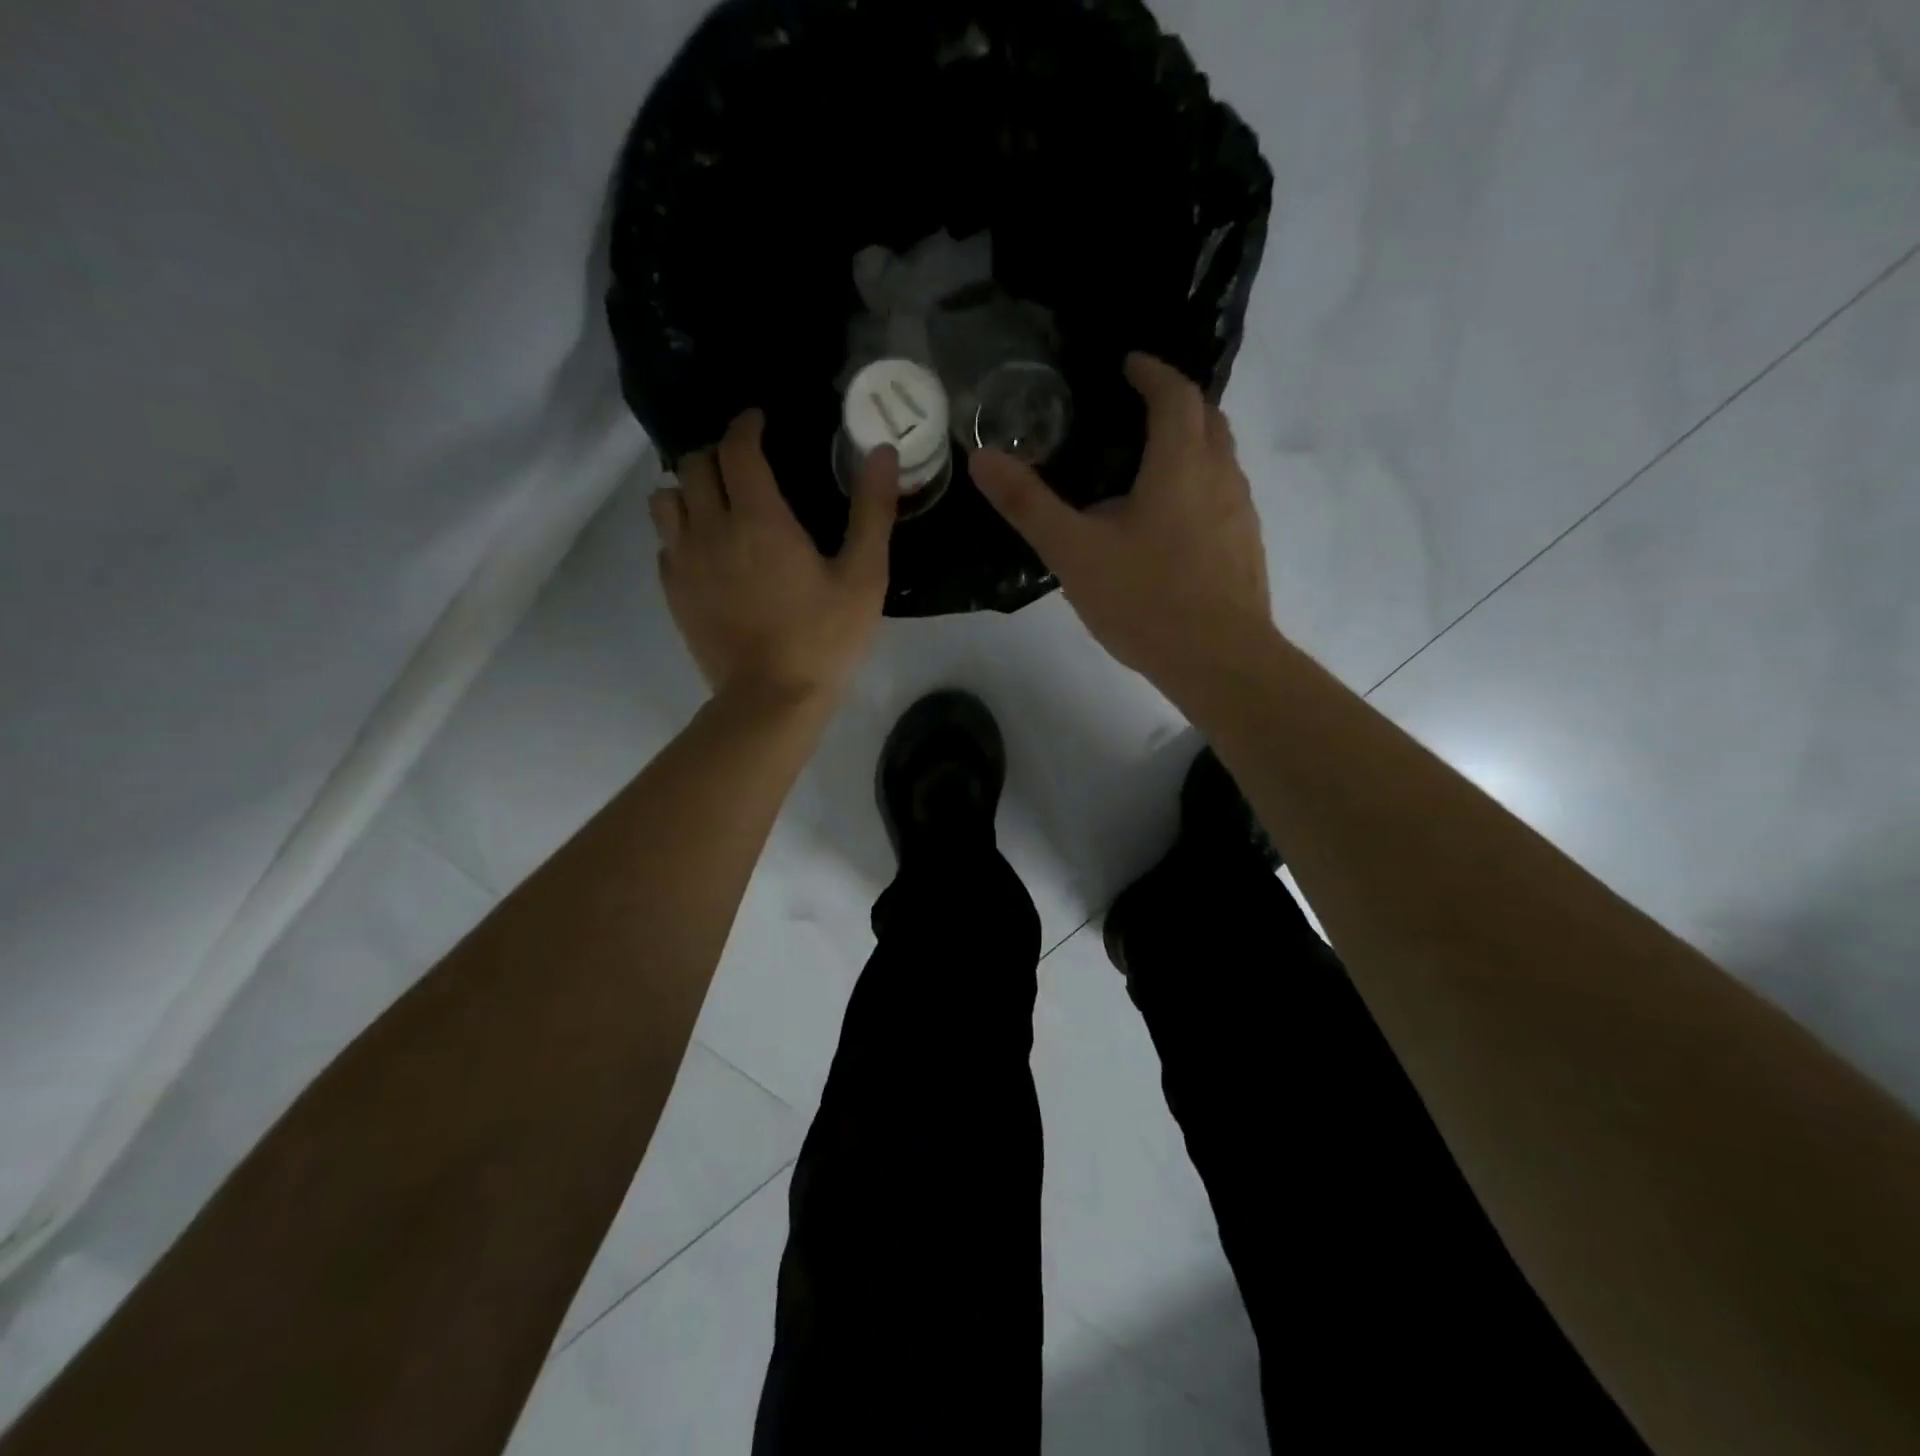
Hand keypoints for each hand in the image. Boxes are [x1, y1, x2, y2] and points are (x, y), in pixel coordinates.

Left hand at [652, 410, 897, 703]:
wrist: (771, 700)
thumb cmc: (824, 638)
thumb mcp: (864, 577)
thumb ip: (872, 511)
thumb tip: (883, 452)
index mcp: (759, 518)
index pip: (737, 447)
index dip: (747, 425)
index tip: (761, 423)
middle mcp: (711, 528)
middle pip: (694, 464)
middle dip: (718, 453)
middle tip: (744, 465)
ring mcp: (684, 561)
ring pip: (666, 498)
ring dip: (689, 489)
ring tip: (716, 502)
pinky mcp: (673, 591)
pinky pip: (663, 542)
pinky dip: (680, 531)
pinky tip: (706, 549)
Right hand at [971, 353, 1271, 688]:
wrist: (1219, 661)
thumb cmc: (1146, 600)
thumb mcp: (1074, 553)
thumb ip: (1028, 505)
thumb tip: (982, 458)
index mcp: (1181, 464)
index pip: (1175, 393)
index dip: (1152, 371)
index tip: (1128, 365)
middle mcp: (1221, 476)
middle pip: (1208, 418)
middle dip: (1176, 404)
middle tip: (1138, 412)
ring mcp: (1241, 514)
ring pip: (1221, 460)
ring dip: (1192, 448)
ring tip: (1149, 469)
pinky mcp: (1246, 549)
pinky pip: (1224, 499)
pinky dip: (1200, 489)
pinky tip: (1171, 528)